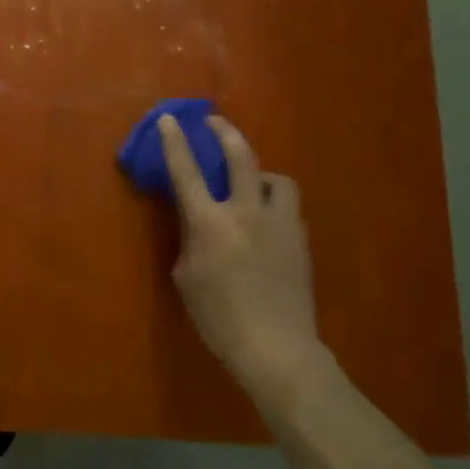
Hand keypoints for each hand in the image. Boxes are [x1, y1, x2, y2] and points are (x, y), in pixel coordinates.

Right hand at [158, 114, 324, 389]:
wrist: (276, 349)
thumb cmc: (219, 318)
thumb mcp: (187, 277)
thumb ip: (190, 241)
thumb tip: (198, 225)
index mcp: (210, 222)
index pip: (187, 171)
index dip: (175, 141)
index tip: (169, 118)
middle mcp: (246, 212)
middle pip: (240, 157)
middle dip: (225, 132)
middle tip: (215, 122)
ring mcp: (279, 225)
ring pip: (276, 179)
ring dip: (260, 172)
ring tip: (251, 181)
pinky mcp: (300, 242)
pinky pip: (288, 207)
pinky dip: (274, 202)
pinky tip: (267, 217)